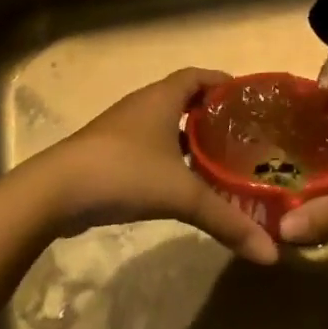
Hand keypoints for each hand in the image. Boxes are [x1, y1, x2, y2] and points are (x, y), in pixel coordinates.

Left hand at [24, 68, 278, 264]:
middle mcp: (143, 105)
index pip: (198, 76)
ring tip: (219, 160)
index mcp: (162, 98)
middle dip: (211, 113)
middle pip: (183, 98)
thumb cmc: (124, 173)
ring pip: (164, 124)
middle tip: (242, 135)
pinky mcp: (109, 153)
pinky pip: (149, 144)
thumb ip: (227, 221)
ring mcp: (122, 129)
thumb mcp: (182, 195)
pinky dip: (169, 155)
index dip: (222, 82)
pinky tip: (182, 181)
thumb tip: (271, 253)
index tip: (248, 99)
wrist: (56, 192)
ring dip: (189, 137)